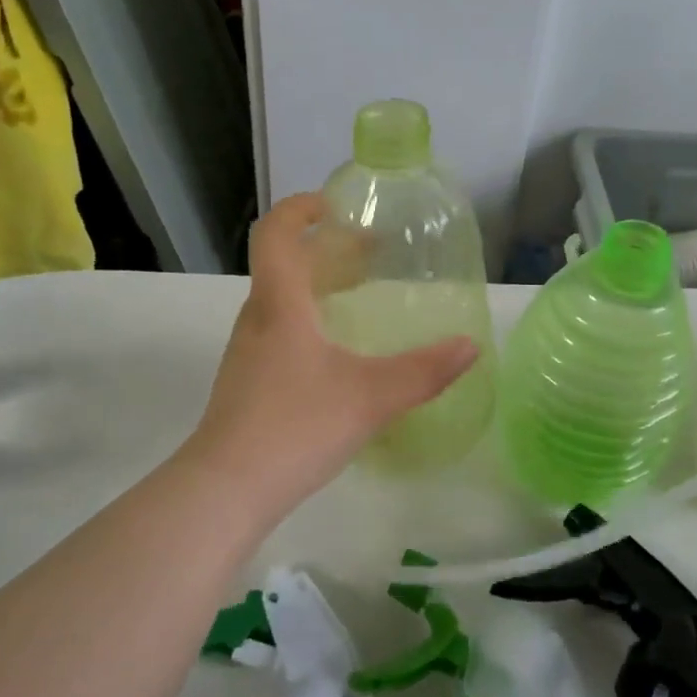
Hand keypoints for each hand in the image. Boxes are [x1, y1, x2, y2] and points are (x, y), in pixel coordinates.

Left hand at [181, 194, 479, 512]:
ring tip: (359, 299)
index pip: (276, 233)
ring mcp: (247, 354)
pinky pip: (280, 333)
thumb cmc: (296, 427)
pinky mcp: (247, 384)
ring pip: (281, 302)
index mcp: (279, 304)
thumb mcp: (370, 397)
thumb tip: (470, 346)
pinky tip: (338, 356)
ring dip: (317, 288)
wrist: (226, 490)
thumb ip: (424, 371)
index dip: (301, 208)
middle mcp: (257, 319)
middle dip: (326, 250)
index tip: (336, 206)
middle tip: (370, 254)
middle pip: (283, 265)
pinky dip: (309, 322)